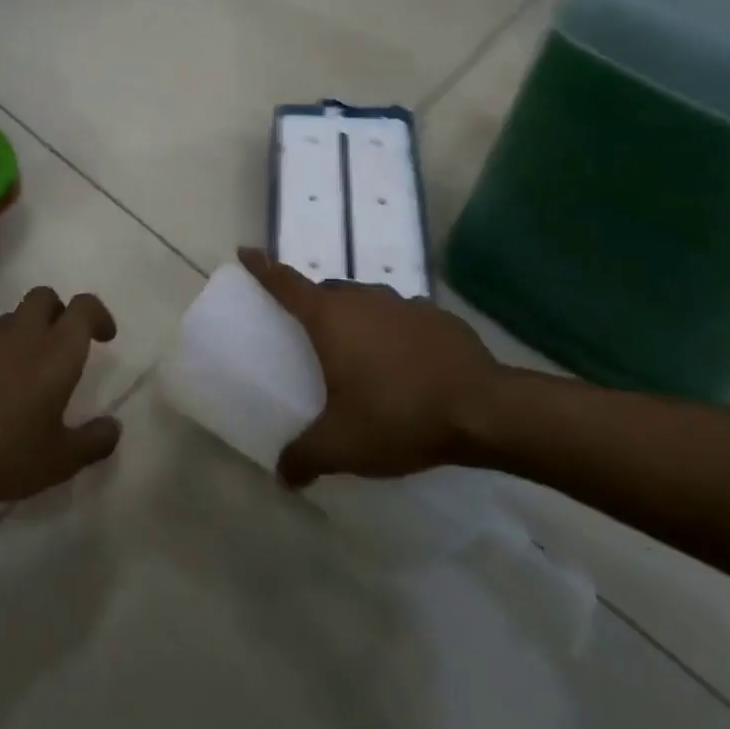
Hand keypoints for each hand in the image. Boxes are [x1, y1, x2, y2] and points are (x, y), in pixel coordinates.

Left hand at [0, 287, 121, 501]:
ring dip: (22, 331)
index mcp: (58, 350)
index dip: (99, 315)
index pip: (84, 307)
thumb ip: (92, 443)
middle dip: (58, 311)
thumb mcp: (58, 460)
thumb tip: (114, 428)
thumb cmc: (2, 448)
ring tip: (24, 367)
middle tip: (63, 343)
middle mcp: (24, 335)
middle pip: (44, 297)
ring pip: (10, 318)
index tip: (105, 337)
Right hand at [238, 248, 506, 486]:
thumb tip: (282, 476)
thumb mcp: (343, 445)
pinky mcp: (437, 315)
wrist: (483, 409)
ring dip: (357, 321)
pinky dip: (394, 333)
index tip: (246, 252)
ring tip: (361, 357)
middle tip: (310, 338)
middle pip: (327, 292)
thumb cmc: (398, 415)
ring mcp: (403, 303)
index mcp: (330, 317)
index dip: (263, 266)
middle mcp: (363, 298)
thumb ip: (305, 457)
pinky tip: (406, 365)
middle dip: (314, 307)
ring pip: (366, 303)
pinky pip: (402, 318)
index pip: (285, 282)